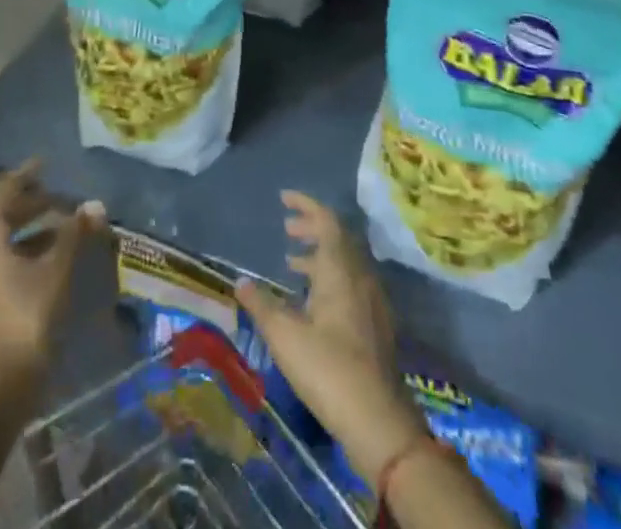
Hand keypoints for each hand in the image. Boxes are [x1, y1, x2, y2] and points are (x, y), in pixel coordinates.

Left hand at [0, 162, 102, 407]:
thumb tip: (95, 205)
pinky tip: (53, 266)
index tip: (46, 163)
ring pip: (4, 243)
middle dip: (34, 205)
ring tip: (66, 232)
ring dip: (34, 232)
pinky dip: (28, 255)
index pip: (3, 191)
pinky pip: (4, 265)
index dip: (25, 174)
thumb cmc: (24, 318)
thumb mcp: (56, 270)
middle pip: (3, 217)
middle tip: (64, 201)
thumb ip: (74, 234)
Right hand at [237, 192, 428, 484]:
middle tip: (287, 229)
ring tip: (293, 263)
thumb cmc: (328, 369)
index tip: (284, 198)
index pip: (326, 221)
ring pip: (346, 262)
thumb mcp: (285, 336)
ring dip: (320, 255)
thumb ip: (262, 305)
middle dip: (312, 228)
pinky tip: (313, 301)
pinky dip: (331, 277)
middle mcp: (360, 276)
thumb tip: (241, 282)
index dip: (305, 205)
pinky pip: (352, 283)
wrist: (379, 422)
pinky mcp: (376, 325)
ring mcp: (372, 301)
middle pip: (338, 238)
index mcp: (340, 269)